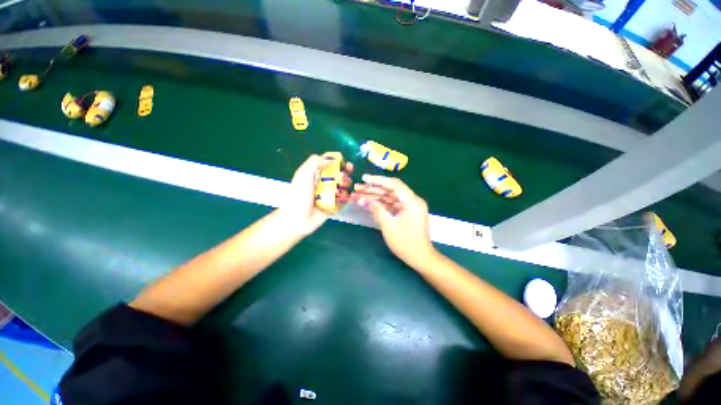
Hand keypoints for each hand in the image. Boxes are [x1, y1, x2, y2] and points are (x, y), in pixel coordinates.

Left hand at [280, 153, 352, 236]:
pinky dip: (346, 198)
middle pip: (339, 174)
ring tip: (341, 189)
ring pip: (343, 186)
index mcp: (316, 174)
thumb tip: (331, 158)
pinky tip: (344, 198)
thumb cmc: (299, 194)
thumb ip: (315, 162)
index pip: (330, 164)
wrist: (298, 218)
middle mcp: (324, 183)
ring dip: (346, 185)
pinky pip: (344, 199)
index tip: (345, 164)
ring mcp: (330, 195)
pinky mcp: (334, 206)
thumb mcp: (304, 174)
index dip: (339, 162)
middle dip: (345, 174)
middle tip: (345, 176)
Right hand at [353, 175, 436, 266]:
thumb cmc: (405, 242)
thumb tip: (363, 200)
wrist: (420, 258)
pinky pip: (392, 205)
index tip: (364, 178)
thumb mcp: (388, 225)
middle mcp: (412, 200)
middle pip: (391, 190)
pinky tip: (368, 203)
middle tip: (357, 187)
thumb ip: (376, 209)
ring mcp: (409, 207)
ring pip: (390, 197)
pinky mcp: (406, 213)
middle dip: (373, 189)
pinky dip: (380, 204)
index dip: (378, 180)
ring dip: (375, 196)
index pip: (394, 184)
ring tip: (358, 195)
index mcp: (412, 201)